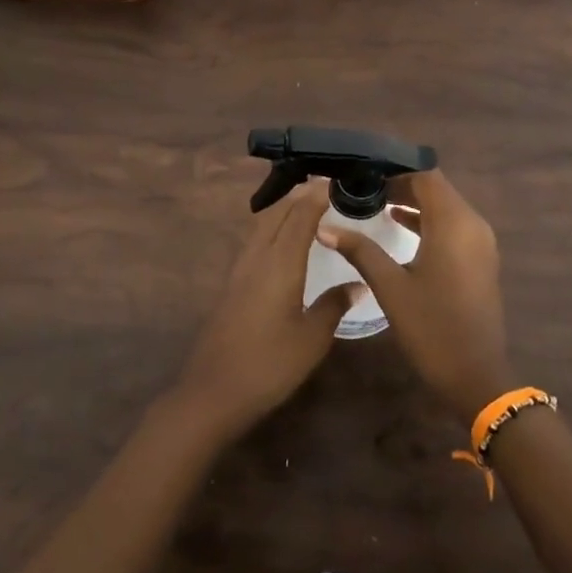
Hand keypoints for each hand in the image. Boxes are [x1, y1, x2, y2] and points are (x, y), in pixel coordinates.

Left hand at [176, 179, 362, 436]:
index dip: (316, 195)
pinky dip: (272, 228)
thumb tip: (358, 284)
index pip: (299, 216)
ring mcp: (239, 270)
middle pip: (276, 213)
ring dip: (282, 210)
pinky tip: (283, 243)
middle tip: (323, 189)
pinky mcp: (231, 285)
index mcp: (280, 263)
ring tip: (306, 208)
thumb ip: (333, 305)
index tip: (334, 180)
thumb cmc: (269, 364)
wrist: (213, 391)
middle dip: (298, 196)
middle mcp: (257, 257)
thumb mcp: (312, 339)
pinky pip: (254, 241)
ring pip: (261, 225)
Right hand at [319, 170, 512, 422]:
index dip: (395, 170)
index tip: (364, 172)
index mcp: (454, 223)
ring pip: (445, 207)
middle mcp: (473, 224)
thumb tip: (325, 227)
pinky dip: (428, 221)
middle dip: (402, 185)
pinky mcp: (480, 259)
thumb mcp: (390, 286)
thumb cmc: (432, 327)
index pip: (426, 176)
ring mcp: (481, 243)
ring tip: (376, 203)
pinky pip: (453, 226)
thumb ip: (360, 250)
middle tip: (364, 187)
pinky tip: (400, 226)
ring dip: (415, 203)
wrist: (476, 375)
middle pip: (437, 189)